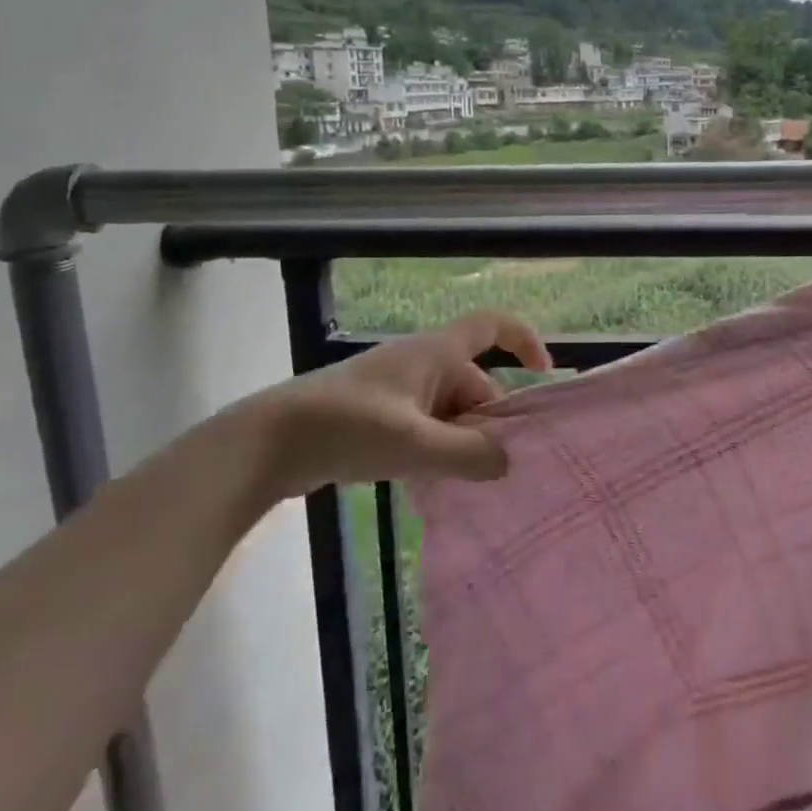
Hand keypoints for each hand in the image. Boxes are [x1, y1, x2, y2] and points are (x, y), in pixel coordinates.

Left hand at [246, 310, 551, 499]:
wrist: (269, 443)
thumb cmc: (347, 426)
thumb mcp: (415, 443)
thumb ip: (468, 453)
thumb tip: (507, 462)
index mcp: (436, 353)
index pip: (493, 325)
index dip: (524, 340)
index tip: (543, 376)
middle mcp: (423, 365)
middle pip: (476, 384)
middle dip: (490, 422)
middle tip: (497, 467)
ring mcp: (400, 392)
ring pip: (451, 412)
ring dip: (462, 442)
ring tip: (467, 483)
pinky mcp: (380, 417)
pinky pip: (427, 428)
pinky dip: (438, 451)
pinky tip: (435, 485)